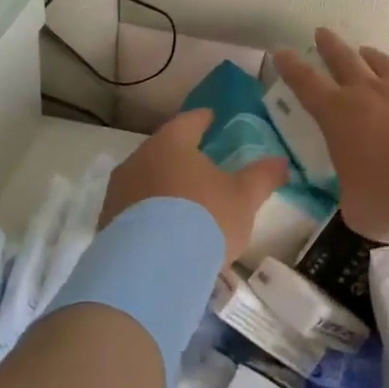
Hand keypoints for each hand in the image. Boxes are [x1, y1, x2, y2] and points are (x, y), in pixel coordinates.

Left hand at [101, 109, 288, 266]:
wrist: (151, 269)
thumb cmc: (204, 219)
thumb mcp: (243, 198)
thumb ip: (262, 176)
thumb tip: (281, 161)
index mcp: (171, 143)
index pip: (189, 121)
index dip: (203, 119)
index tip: (212, 119)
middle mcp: (138, 159)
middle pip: (163, 150)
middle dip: (181, 156)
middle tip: (201, 165)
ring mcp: (118, 192)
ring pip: (145, 180)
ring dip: (163, 187)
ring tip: (183, 203)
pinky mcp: (107, 223)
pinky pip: (134, 210)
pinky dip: (150, 214)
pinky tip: (164, 232)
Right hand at [272, 28, 388, 241]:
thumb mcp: (357, 207)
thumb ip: (353, 194)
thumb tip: (362, 196)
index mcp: (339, 115)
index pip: (306, 84)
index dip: (291, 68)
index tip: (281, 51)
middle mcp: (371, 94)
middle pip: (345, 60)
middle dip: (331, 46)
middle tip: (322, 32)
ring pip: (386, 66)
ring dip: (374, 58)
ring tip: (367, 51)